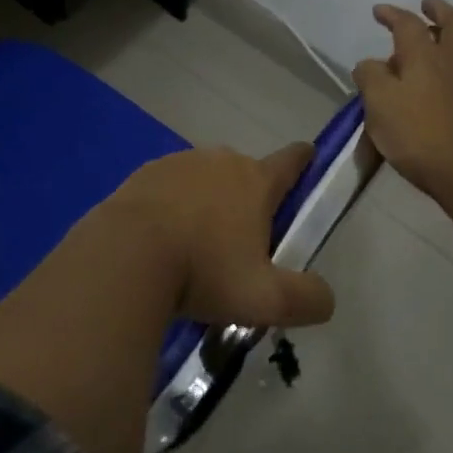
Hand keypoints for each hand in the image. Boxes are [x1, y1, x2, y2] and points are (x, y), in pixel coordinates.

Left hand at [111, 144, 336, 328]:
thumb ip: (306, 298)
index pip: (290, 161)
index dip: (303, 159)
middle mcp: (219, 161)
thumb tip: (326, 297)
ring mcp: (178, 163)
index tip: (309, 153)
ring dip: (207, 200)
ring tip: (198, 243)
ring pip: (203, 178)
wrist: (127, 255)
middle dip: (248, 195)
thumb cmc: (204, 271)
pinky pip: (168, 188)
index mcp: (255, 181)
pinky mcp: (143, 175)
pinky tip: (163, 237)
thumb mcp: (266, 299)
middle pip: (244, 172)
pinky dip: (172, 205)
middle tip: (243, 237)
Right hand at [353, 0, 452, 206]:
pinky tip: (446, 68)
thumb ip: (370, 76)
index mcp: (424, 55)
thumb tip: (371, 65)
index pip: (408, 24)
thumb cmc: (417, 132)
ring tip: (442, 28)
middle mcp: (451, 61)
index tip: (378, 11)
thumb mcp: (378, 103)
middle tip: (428, 5)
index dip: (392, 14)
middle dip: (439, 11)